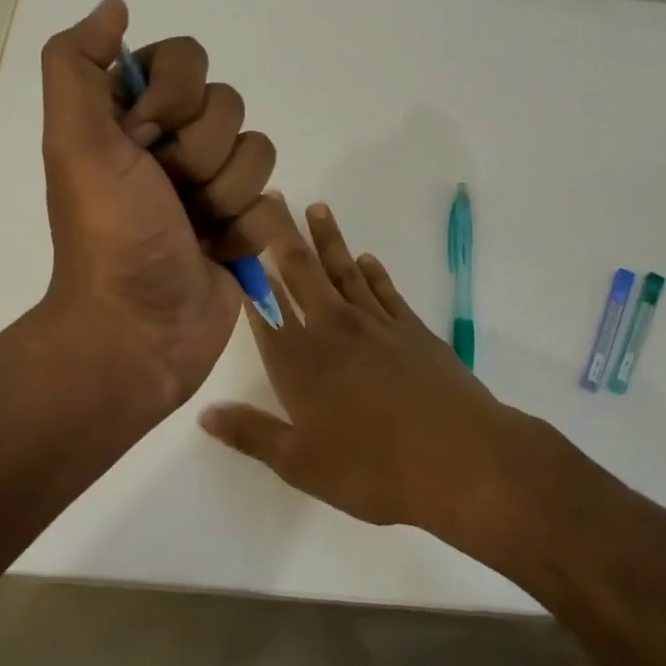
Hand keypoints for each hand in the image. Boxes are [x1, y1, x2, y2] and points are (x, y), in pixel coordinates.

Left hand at [38, 0, 279, 413]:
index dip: (175, 94)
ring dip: (225, 195)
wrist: (138, 330)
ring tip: (193, 230)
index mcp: (130, 117)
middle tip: (167, 193)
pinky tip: (215, 253)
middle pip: (228, 104)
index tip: (144, 137)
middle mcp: (171, 143)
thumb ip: (78, 65)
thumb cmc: (108, 233)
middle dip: (200, 154)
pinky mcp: (240, 225)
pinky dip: (244, 230)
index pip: (185, 58)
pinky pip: (272, 200)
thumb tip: (116, 6)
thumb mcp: (74, 142)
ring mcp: (209, 185)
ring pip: (258, 151)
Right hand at [197, 200, 537, 542]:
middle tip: (272, 198)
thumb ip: (251, 433)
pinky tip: (367, 258)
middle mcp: (333, 331)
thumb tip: (204, 412)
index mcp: (300, 361)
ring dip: (328, 240)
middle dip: (283, 235)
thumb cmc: (373, 468)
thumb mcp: (301, 464)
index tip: (233, 241)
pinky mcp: (413, 330)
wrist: (460, 459)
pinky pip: (386, 290)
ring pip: (344, 271)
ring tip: (317, 208)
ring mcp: (376, 325)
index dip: (248, 274)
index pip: (265, 307)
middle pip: (302, 273)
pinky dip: (374, 271)